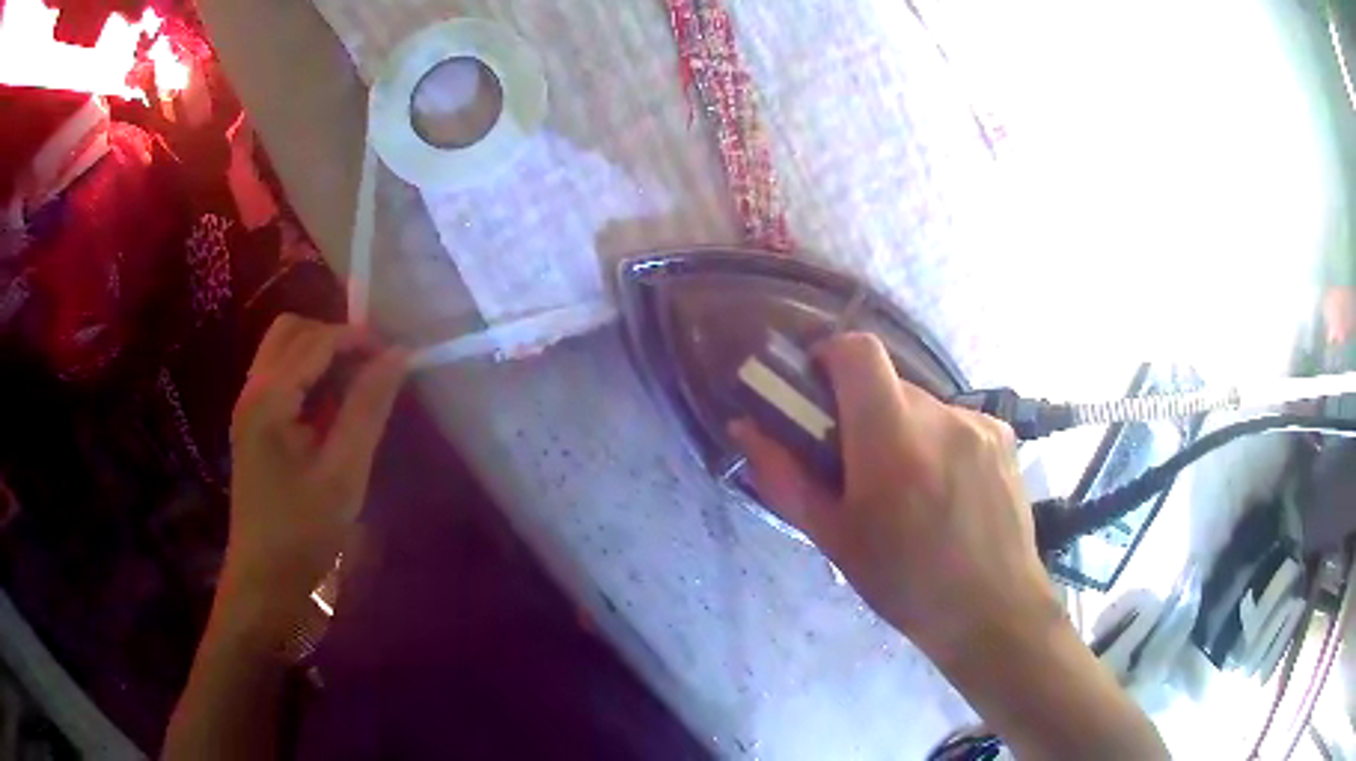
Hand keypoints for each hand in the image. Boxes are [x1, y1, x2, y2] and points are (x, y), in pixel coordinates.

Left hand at [221, 315, 406, 643]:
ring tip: (356, 388)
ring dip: (320, 355)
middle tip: (372, 369)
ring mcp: (249, 409)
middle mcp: (252, 391)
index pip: (317, 340)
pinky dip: (309, 378)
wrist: (265, 588)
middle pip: (292, 331)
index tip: (397, 357)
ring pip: (283, 352)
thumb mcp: (344, 474)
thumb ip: (368, 408)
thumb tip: (399, 355)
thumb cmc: (304, 536)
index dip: (358, 339)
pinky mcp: (253, 429)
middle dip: (334, 338)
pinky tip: (332, 411)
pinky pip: (281, 380)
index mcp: (269, 398)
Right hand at [729, 333, 1058, 659]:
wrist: (992, 609)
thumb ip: (785, 477)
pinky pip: (956, 421)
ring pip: (923, 406)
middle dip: (864, 411)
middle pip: (888, 383)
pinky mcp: (1003, 434)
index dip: (831, 355)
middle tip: (860, 465)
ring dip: (904, 431)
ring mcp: (979, 422)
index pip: (858, 351)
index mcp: (892, 439)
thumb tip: (744, 427)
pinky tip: (948, 491)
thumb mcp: (834, 538)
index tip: (818, 390)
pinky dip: (940, 443)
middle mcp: (940, 416)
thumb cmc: (904, 583)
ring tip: (910, 489)